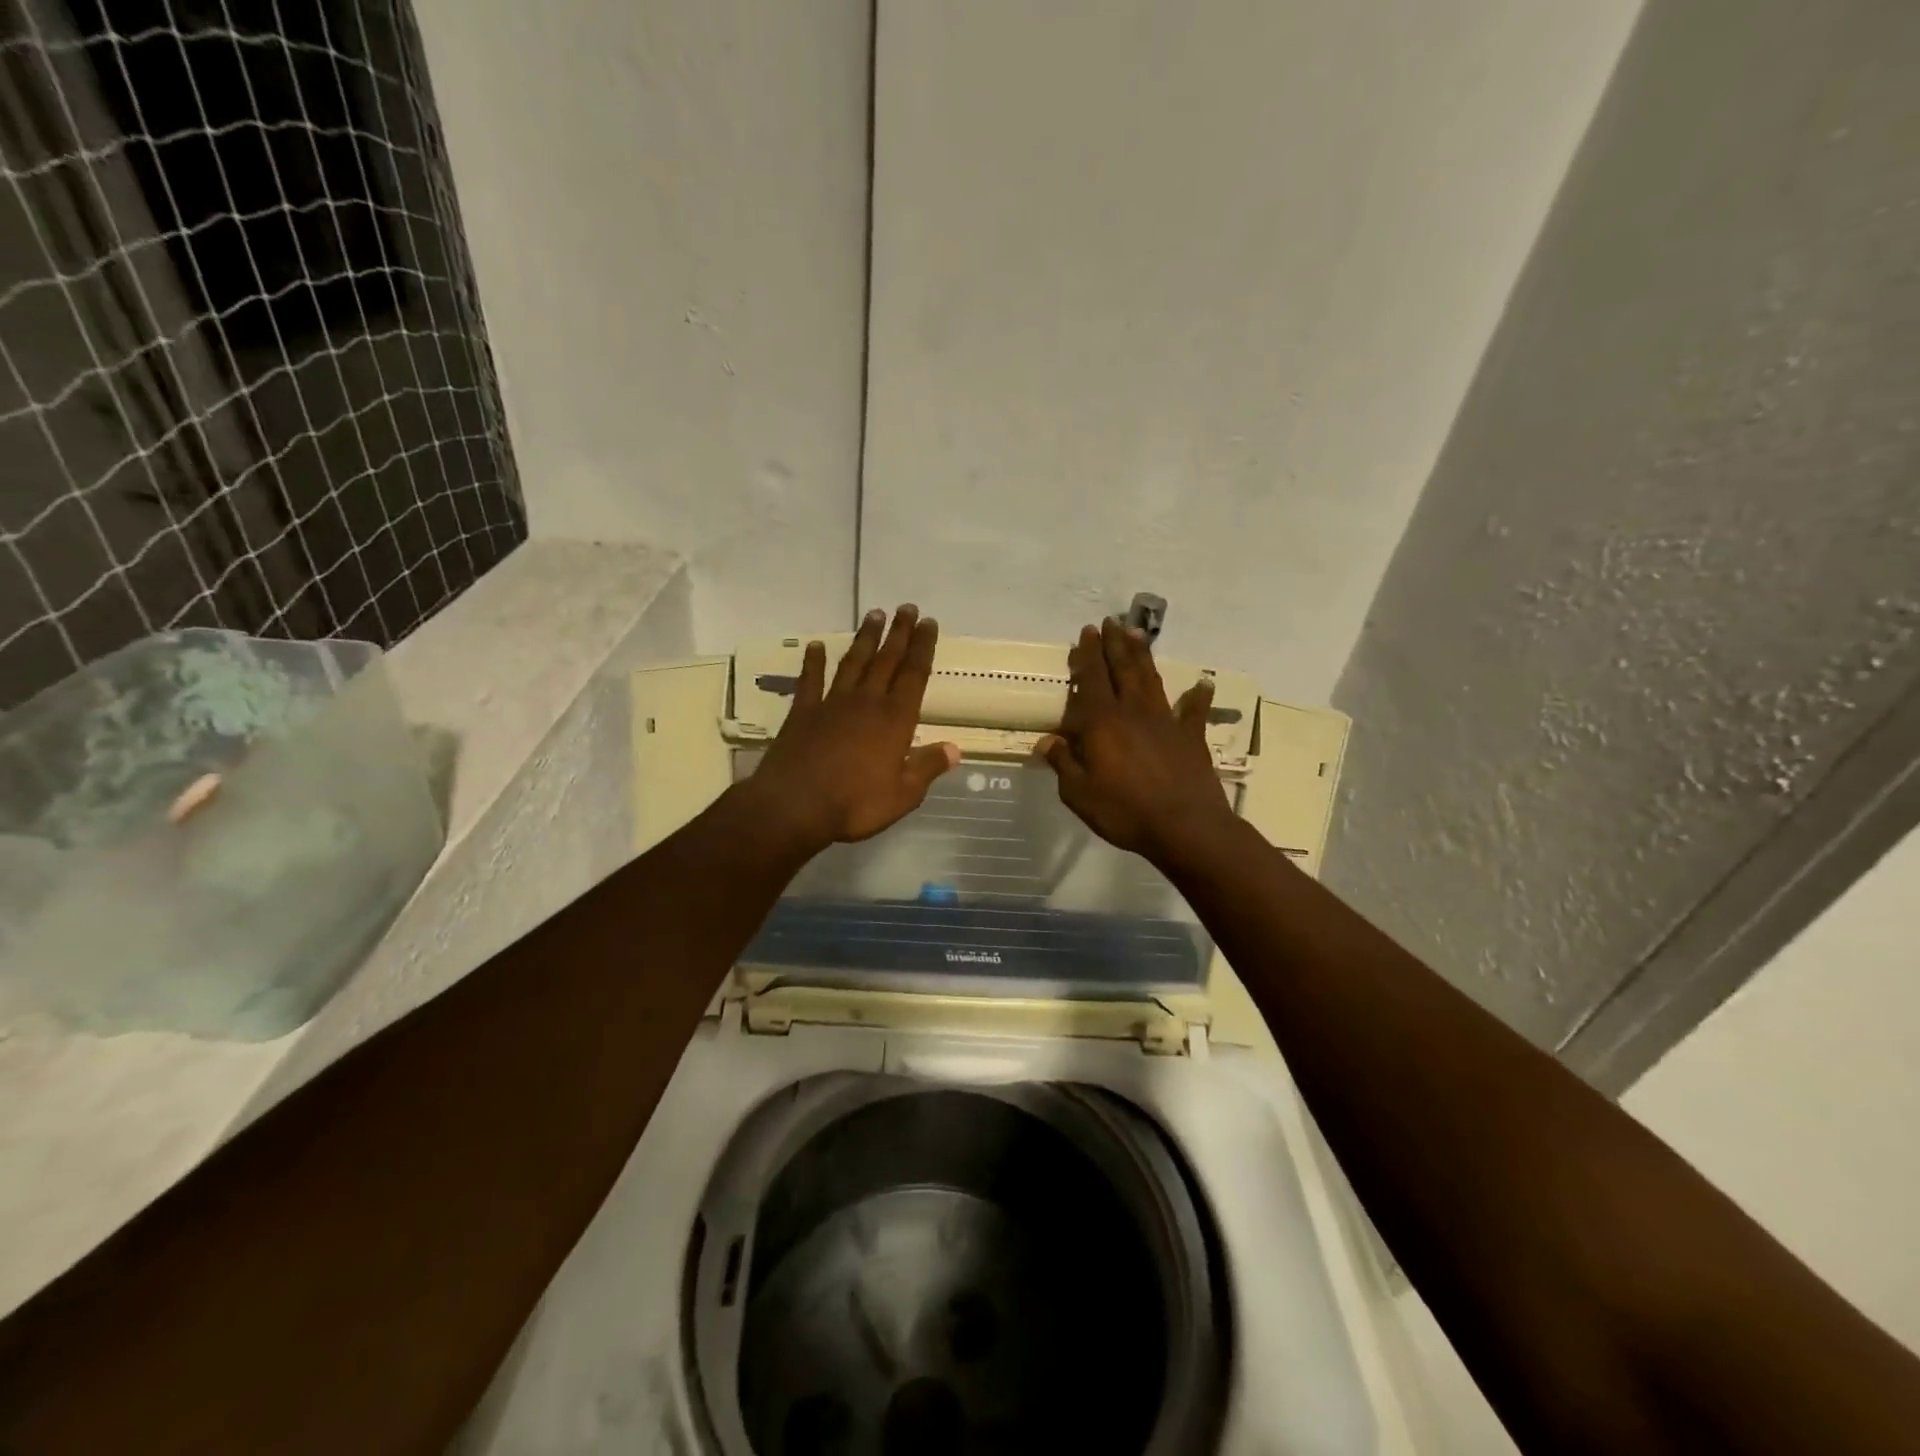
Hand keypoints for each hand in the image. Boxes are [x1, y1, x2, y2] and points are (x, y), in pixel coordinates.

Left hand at [746, 604, 959, 852]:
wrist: (794, 805)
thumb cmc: (855, 804)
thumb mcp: (903, 794)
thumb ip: (927, 767)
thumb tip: (955, 748)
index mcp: (895, 720)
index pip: (914, 675)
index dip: (923, 648)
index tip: (929, 623)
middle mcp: (866, 703)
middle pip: (887, 660)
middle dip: (899, 633)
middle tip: (907, 608)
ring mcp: (832, 704)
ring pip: (853, 663)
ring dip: (865, 639)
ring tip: (874, 615)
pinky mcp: (803, 713)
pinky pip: (811, 681)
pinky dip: (814, 662)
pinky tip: (817, 646)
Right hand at [1036, 619, 1233, 861]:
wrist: (1185, 826)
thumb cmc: (1124, 811)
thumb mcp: (1079, 793)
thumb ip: (1063, 763)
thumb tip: (1047, 741)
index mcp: (1102, 723)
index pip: (1092, 679)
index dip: (1088, 654)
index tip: (1086, 632)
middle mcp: (1133, 712)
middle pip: (1123, 669)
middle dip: (1114, 644)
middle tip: (1109, 622)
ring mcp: (1166, 722)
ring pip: (1151, 680)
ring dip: (1143, 656)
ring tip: (1137, 634)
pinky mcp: (1190, 737)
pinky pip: (1193, 712)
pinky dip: (1197, 697)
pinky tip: (1202, 684)